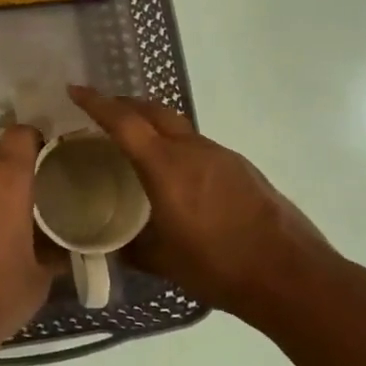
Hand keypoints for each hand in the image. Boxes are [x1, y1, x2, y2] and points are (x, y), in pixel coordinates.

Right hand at [69, 85, 337, 320]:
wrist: (291, 275)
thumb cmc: (219, 267)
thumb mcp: (163, 261)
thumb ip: (132, 246)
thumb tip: (110, 244)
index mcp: (167, 167)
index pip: (124, 122)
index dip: (96, 103)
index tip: (75, 90)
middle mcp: (194, 151)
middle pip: (154, 111)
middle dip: (125, 104)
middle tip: (101, 112)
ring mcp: (222, 156)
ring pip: (178, 127)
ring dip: (152, 126)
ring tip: (134, 145)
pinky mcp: (242, 169)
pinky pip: (198, 146)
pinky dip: (177, 147)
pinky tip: (175, 175)